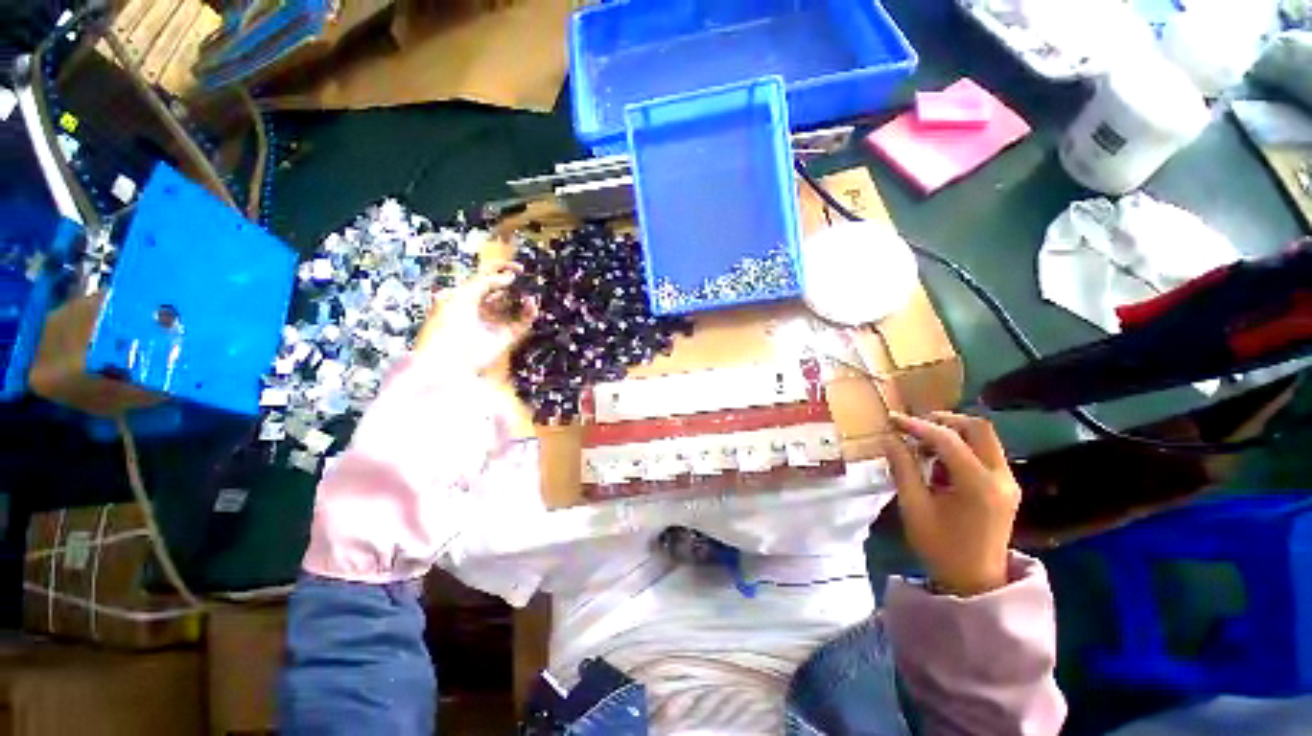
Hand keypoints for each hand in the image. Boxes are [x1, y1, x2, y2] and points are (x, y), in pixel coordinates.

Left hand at [415, 263, 537, 374]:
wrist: (446, 360)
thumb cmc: (446, 326)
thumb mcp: (462, 296)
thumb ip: (486, 283)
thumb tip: (508, 277)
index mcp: (464, 296)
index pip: (486, 278)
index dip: (501, 270)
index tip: (519, 268)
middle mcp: (480, 309)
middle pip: (502, 292)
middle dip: (514, 285)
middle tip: (527, 279)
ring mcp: (493, 324)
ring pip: (514, 307)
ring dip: (524, 300)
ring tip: (530, 295)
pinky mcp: (505, 338)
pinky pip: (522, 323)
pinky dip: (529, 314)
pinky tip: (532, 306)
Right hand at [882, 412, 1021, 596]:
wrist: (975, 581)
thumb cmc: (941, 546)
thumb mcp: (914, 506)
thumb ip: (903, 468)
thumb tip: (890, 438)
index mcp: (979, 485)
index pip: (949, 439)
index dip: (917, 425)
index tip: (892, 420)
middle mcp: (1001, 477)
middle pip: (978, 428)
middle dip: (944, 420)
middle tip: (914, 426)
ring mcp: (1008, 481)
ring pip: (983, 438)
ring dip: (952, 434)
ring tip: (922, 447)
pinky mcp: (1006, 487)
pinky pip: (984, 453)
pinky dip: (960, 448)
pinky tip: (938, 463)